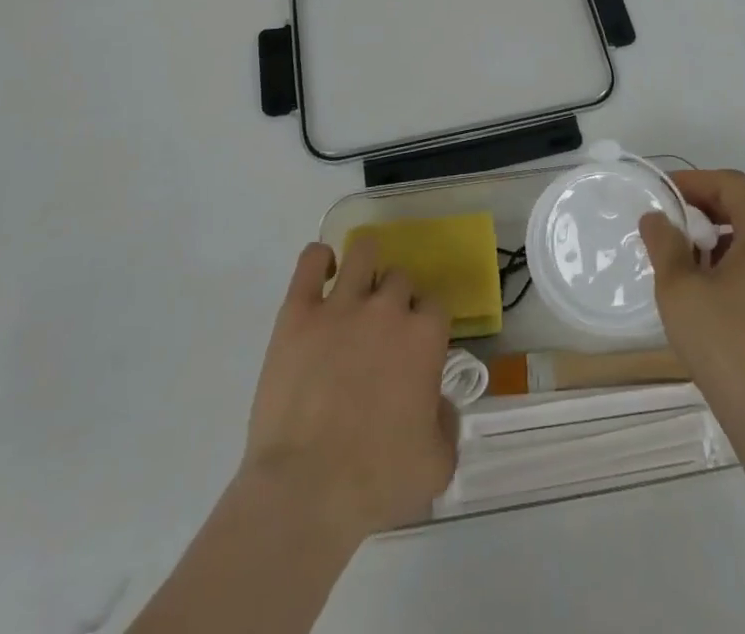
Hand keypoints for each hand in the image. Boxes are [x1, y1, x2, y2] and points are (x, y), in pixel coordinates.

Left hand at [239, 238, 457, 540]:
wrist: (305, 492)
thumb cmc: (375, 483)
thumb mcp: (437, 465)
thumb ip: (447, 423)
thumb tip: (439, 403)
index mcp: (424, 337)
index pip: (435, 304)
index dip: (426, 322)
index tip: (415, 345)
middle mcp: (388, 309)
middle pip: (399, 278)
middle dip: (395, 299)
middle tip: (381, 331)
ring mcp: (341, 305)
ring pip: (362, 252)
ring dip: (365, 263)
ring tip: (357, 285)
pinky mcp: (298, 313)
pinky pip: (310, 261)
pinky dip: (318, 259)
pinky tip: (322, 273)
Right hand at [639, 170, 744, 418]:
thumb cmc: (724, 342)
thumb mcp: (678, 287)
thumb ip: (664, 242)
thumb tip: (657, 219)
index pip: (732, 184)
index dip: (695, 182)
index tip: (665, 195)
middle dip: (709, 206)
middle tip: (675, 221)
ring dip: (725, 234)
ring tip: (691, 257)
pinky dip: (742, 259)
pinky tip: (716, 288)